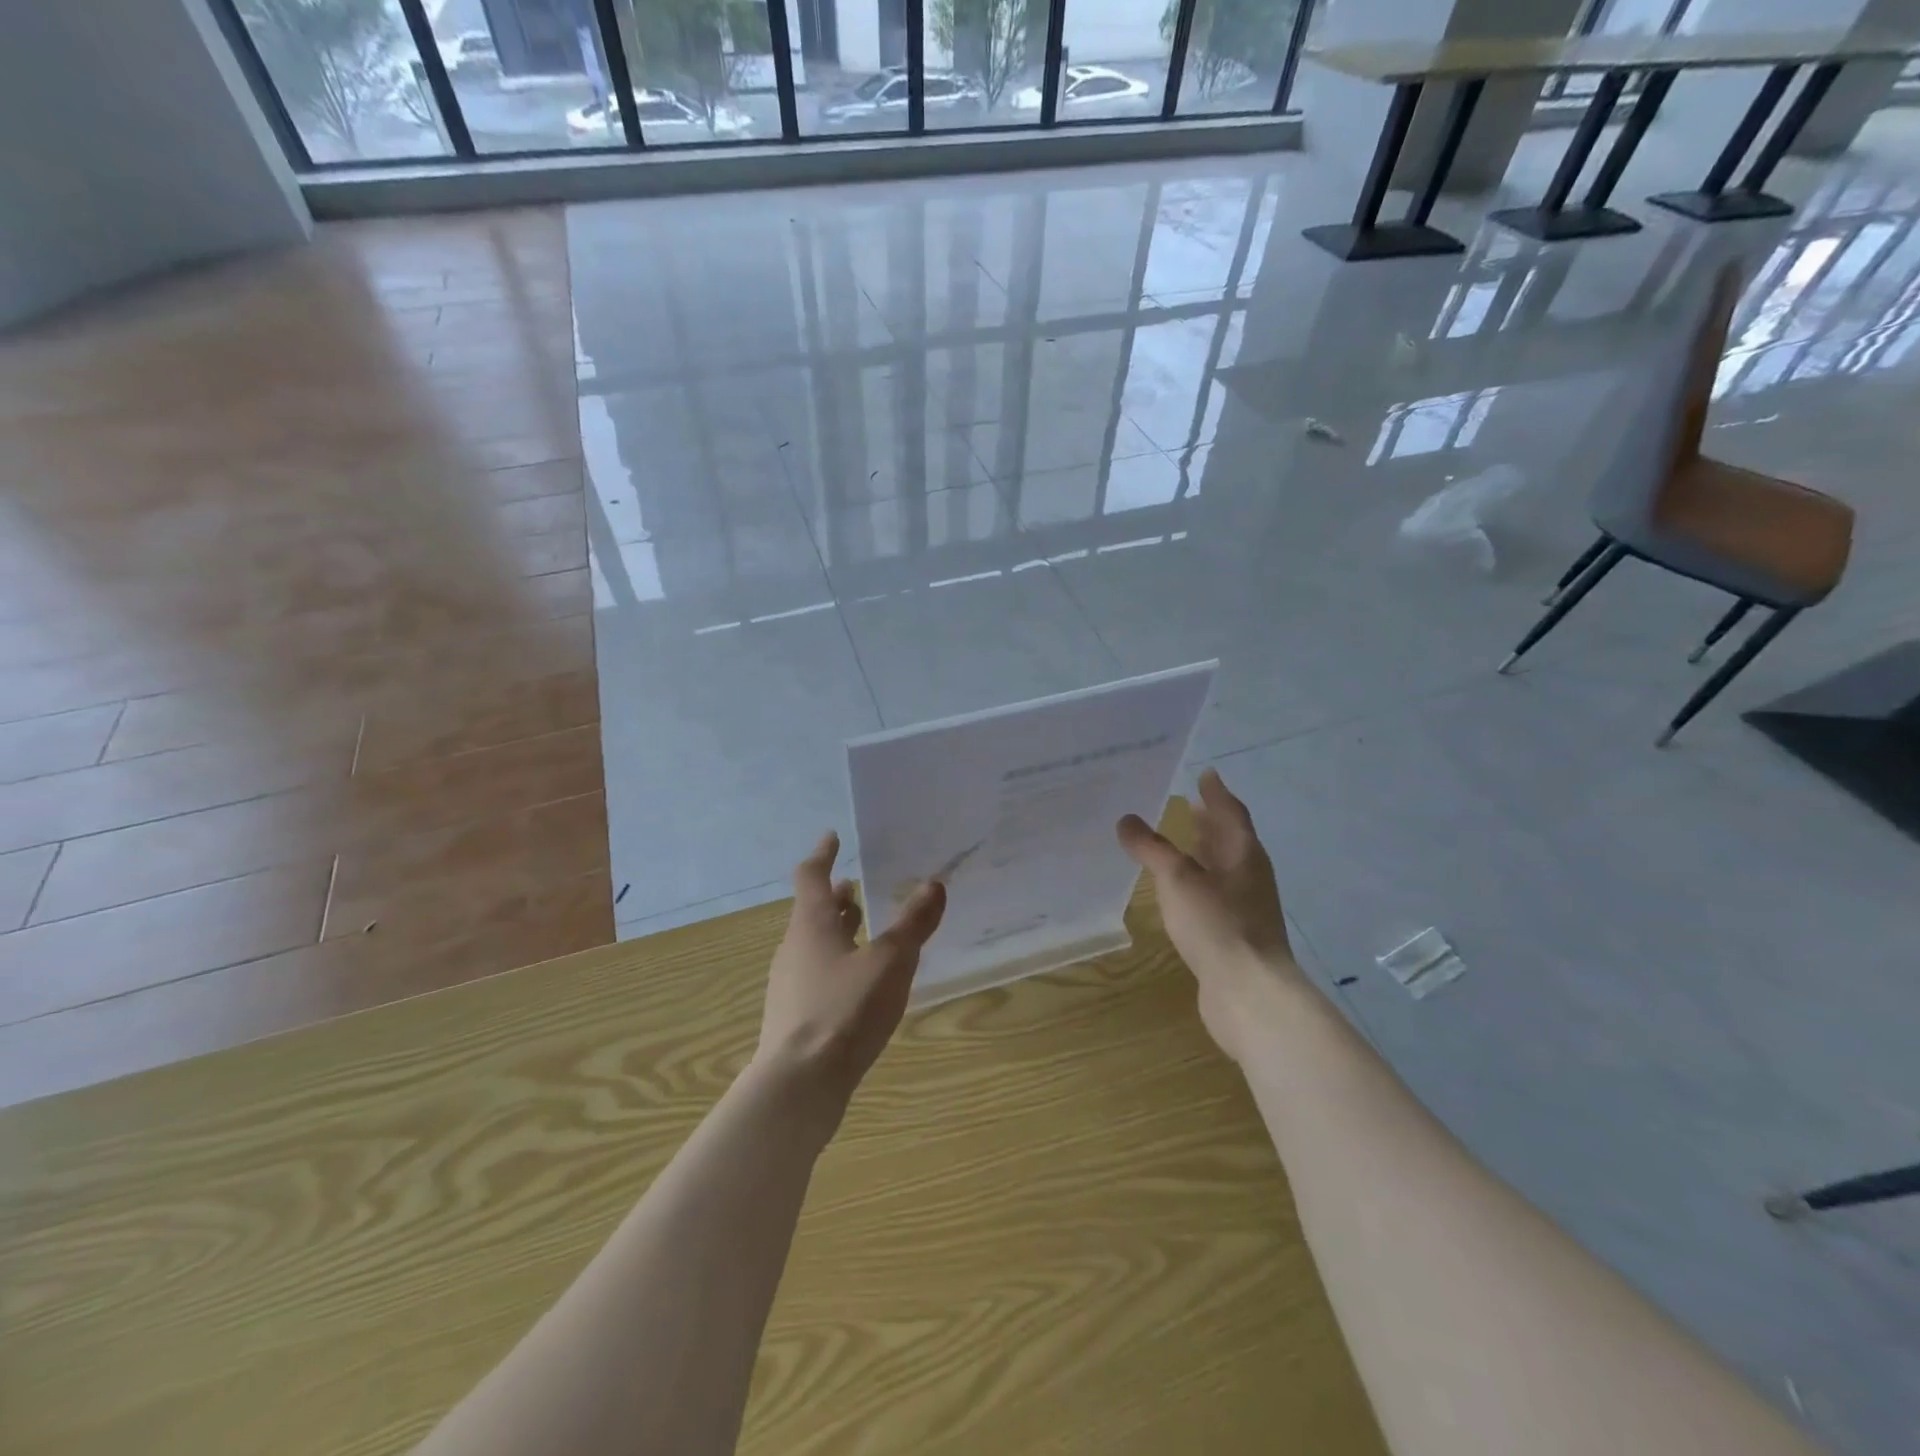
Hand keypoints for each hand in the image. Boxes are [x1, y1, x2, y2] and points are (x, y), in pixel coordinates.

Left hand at [756, 831, 946, 1114]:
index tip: (832, 837)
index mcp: (811, 925)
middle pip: (812, 912)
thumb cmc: (845, 1010)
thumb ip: (913, 924)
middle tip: (856, 885)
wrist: (799, 1085)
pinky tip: (859, 983)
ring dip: (837, 930)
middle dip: (836, 897)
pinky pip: (816, 975)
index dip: (823, 855)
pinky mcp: (794, 1017)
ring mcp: (790, 985)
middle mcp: (794, 948)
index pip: (811, 876)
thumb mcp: (890, 962)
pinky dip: (837, 963)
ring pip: (814, 944)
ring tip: (863, 928)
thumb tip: (934, 884)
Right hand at [1117, 768, 1300, 1061]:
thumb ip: (1152, 848)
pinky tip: (1178, 893)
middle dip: (1210, 822)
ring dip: (1204, 853)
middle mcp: (1249, 876)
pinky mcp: (1235, 935)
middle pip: (1230, 840)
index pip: (1231, 813)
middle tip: (1188, 804)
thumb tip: (1127, 820)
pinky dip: (1197, 884)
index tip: (1205, 773)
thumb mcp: (1177, 879)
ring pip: (1222, 870)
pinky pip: (1214, 896)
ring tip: (1180, 842)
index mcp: (1244, 854)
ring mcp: (1245, 908)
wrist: (1249, 992)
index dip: (1216, 793)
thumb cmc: (1217, 924)